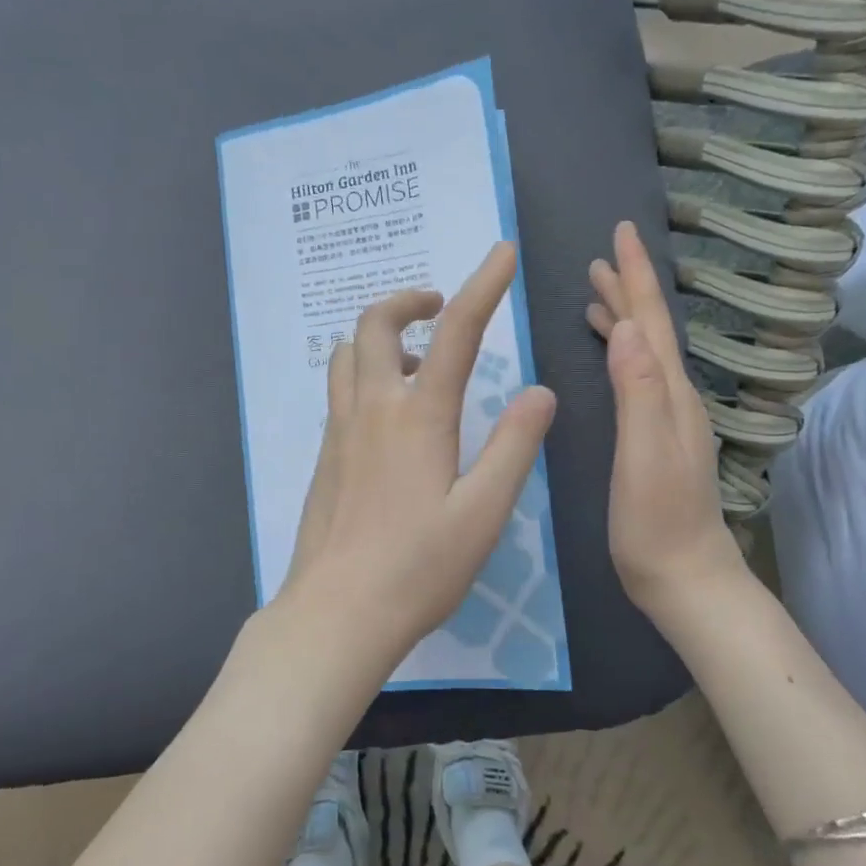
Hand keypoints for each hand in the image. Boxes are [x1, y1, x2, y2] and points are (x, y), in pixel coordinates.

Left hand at [273, 242, 557, 678]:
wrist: (337, 613)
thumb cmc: (419, 567)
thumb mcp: (484, 512)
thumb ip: (514, 445)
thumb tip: (541, 392)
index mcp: (419, 416)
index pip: (457, 332)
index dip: (483, 285)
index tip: (502, 251)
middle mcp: (372, 408)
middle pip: (376, 324)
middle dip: (410, 300)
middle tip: (442, 308)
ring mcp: (340, 431)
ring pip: (348, 353)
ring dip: (382, 337)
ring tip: (420, 360)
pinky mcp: (325, 456)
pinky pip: (340, 389)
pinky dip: (366, 372)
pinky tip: (391, 414)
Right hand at [587, 221, 746, 620]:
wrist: (684, 577)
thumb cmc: (656, 520)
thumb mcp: (644, 454)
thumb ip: (639, 391)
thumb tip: (628, 326)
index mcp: (668, 393)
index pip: (652, 321)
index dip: (635, 276)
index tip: (622, 233)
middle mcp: (674, 396)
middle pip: (652, 329)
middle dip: (629, 287)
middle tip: (601, 256)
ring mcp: (668, 418)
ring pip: (646, 351)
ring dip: (625, 318)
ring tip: (598, 295)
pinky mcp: (656, 437)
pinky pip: (639, 376)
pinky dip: (623, 352)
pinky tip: (611, 354)